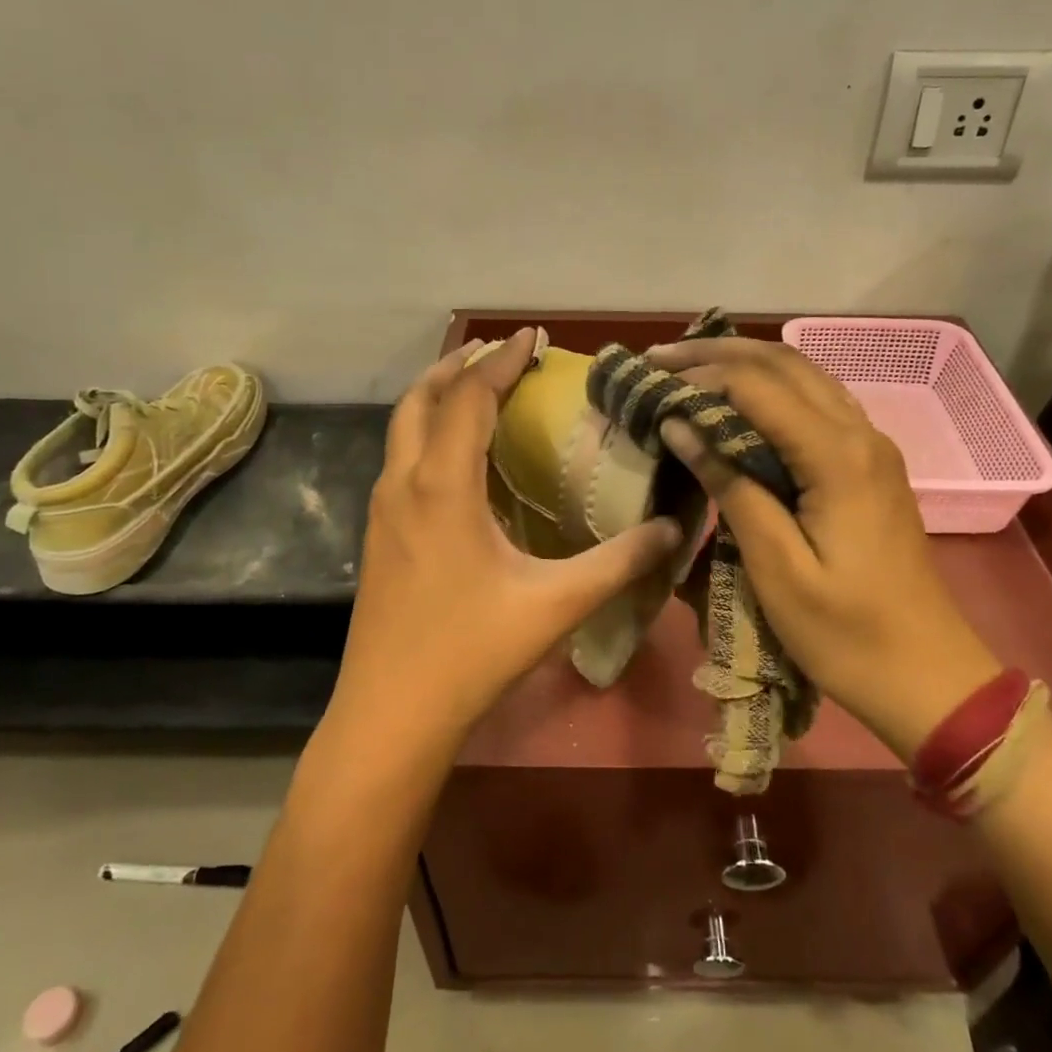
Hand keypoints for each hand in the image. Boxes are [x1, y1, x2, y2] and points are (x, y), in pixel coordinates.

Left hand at [333, 329, 684, 749]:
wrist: (390, 714)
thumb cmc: (471, 653)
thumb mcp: (557, 604)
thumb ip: (620, 562)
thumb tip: (675, 528)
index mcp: (443, 487)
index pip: (469, 398)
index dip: (502, 361)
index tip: (533, 337)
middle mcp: (403, 485)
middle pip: (420, 400)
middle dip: (458, 366)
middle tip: (499, 353)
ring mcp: (382, 511)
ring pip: (402, 430)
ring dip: (437, 399)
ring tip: (477, 391)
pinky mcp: (377, 537)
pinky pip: (400, 461)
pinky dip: (427, 435)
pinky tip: (458, 462)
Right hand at [650, 338, 999, 756]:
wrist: (928, 675)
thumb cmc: (846, 634)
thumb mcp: (778, 569)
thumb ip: (732, 489)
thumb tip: (682, 427)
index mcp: (838, 457)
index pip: (758, 387)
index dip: (700, 378)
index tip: (650, 385)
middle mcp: (860, 434)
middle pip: (784, 365)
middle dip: (718, 354)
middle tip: (659, 357)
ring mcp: (871, 447)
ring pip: (804, 378)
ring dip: (745, 366)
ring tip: (689, 368)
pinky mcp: (869, 466)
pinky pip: (816, 406)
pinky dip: (771, 391)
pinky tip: (739, 402)